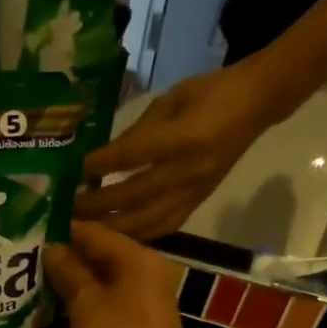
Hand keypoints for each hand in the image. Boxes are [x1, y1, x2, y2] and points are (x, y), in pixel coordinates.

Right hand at [44, 221, 208, 327]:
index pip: (93, 232)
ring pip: (99, 284)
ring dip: (69, 284)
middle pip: (97, 256)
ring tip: (31, 282)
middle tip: (23, 259)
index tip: (28, 231)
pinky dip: (81, 306)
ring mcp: (140, 303)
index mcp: (136, 259)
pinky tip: (53, 310)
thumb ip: (68, 272)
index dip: (60, 230)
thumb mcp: (87, 303)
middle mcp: (142, 274)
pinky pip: (103, 307)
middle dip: (62, 258)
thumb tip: (51, 248)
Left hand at [74, 60, 285, 239]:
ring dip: (114, 227)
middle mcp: (187, 171)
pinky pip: (166, 226)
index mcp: (180, 139)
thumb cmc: (210, 92)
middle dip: (97, 206)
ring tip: (86, 227)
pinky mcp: (200, 202)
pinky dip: (140, 234)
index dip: (98, 167)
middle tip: (68, 209)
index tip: (73, 173)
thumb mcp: (170, 99)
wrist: (257, 103)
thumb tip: (104, 158)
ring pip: (148, 221)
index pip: (130, 158)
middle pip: (133, 197)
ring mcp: (195, 191)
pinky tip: (119, 235)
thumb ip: (137, 131)